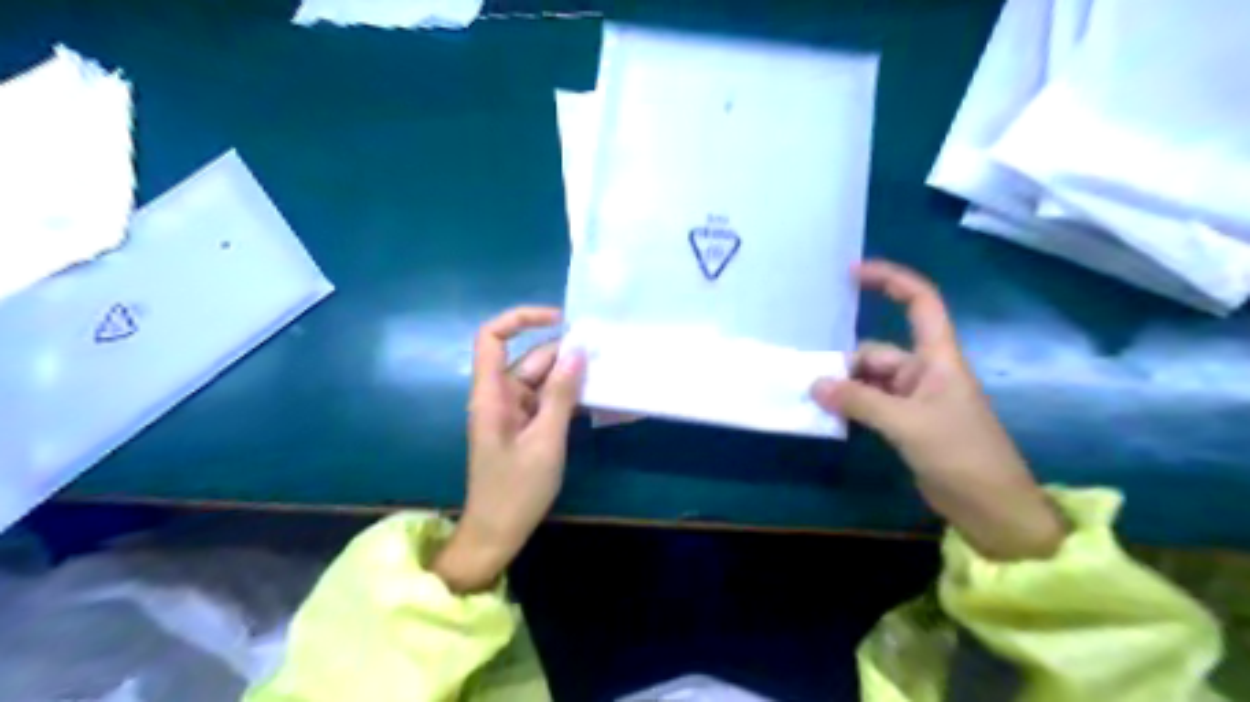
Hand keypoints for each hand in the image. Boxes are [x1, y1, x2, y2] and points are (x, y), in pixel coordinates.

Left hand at [434, 308, 588, 592]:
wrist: (497, 534)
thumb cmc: (516, 490)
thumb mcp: (545, 440)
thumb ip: (561, 394)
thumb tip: (578, 350)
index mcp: (492, 394)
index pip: (492, 337)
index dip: (522, 319)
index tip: (561, 321)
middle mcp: (500, 396)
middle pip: (529, 359)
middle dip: (564, 354)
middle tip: (605, 355)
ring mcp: (512, 411)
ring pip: (541, 379)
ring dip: (570, 377)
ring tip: (607, 373)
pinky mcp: (524, 426)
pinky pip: (546, 400)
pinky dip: (567, 397)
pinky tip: (595, 398)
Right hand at [818, 260, 1067, 562]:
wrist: (992, 508)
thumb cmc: (962, 454)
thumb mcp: (907, 424)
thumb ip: (859, 402)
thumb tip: (815, 384)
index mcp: (938, 359)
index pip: (920, 303)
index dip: (891, 280)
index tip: (852, 273)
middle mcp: (925, 372)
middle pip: (878, 351)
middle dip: (846, 364)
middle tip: (813, 384)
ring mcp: (915, 399)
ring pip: (870, 380)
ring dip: (846, 388)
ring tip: (816, 402)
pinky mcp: (907, 423)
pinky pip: (871, 403)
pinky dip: (851, 407)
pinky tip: (831, 416)